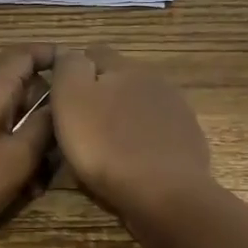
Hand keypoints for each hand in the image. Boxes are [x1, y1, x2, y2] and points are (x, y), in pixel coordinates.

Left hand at [0, 44, 55, 247]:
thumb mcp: (18, 157)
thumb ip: (44, 126)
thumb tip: (62, 102)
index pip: (26, 54)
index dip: (54, 57)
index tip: (83, 73)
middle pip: (22, 86)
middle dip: (48, 110)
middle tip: (71, 136)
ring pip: (11, 117)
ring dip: (33, 139)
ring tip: (47, 174)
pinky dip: (14, 153)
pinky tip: (26, 187)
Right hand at [50, 45, 212, 222]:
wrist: (166, 194)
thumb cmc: (107, 146)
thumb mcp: (71, 99)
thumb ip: (68, 67)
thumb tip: (70, 54)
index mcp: (123, 66)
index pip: (92, 53)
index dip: (73, 72)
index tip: (60, 100)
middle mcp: (153, 80)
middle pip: (118, 79)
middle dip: (100, 95)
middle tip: (80, 127)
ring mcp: (175, 110)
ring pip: (138, 105)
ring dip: (122, 118)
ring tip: (106, 148)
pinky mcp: (187, 139)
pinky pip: (156, 132)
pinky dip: (142, 141)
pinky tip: (133, 162)